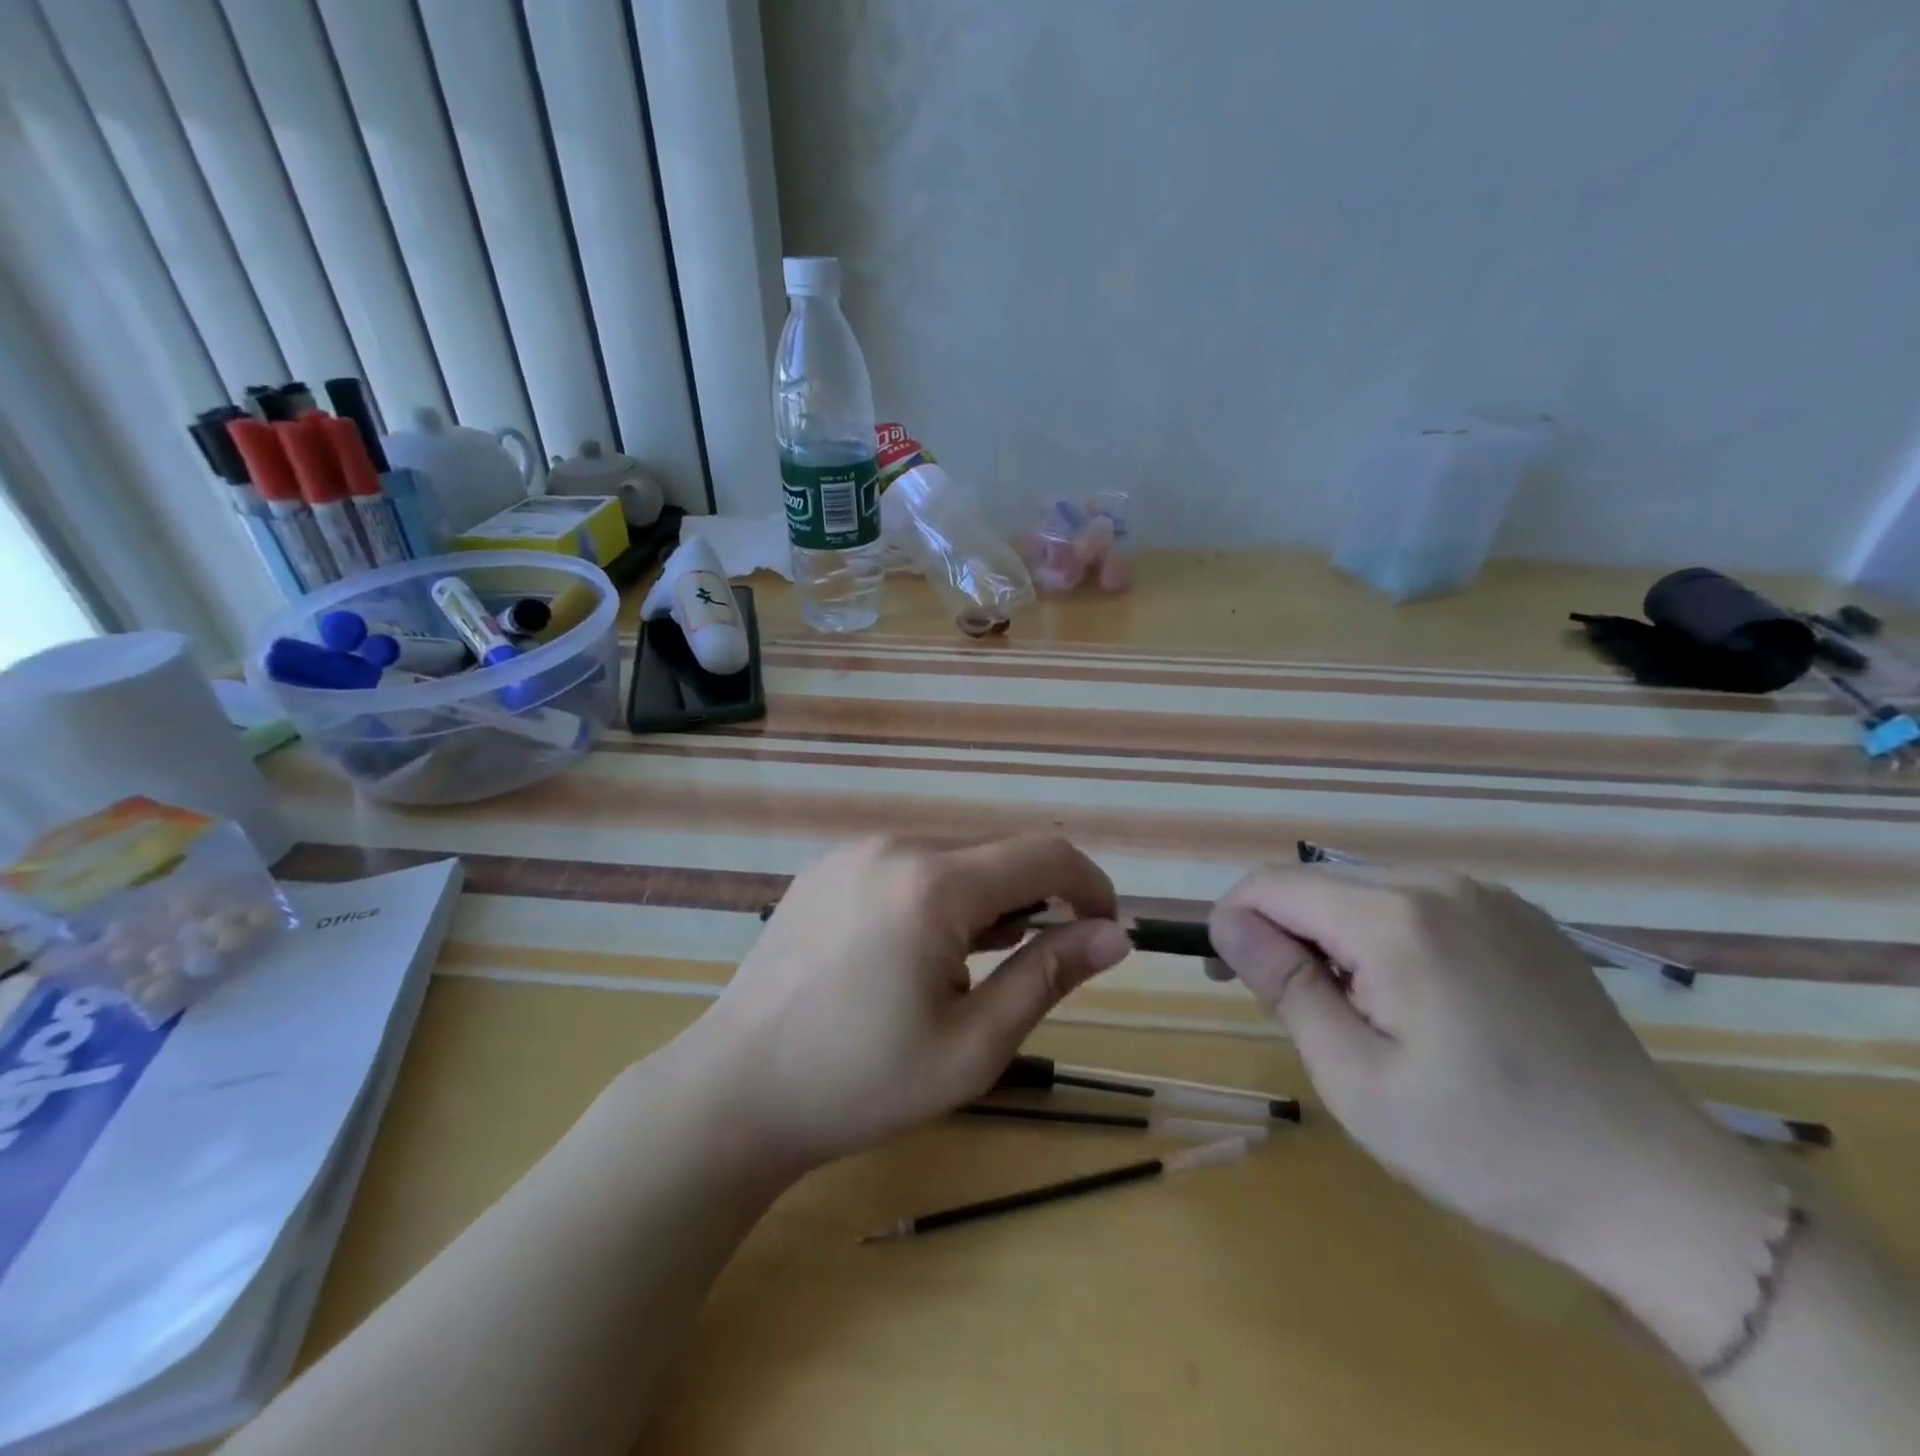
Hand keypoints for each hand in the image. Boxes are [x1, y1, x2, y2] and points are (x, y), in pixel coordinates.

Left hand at [681, 835, 1128, 1174]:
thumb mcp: (972, 1046)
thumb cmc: (861, 1082)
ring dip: (983, 899)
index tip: (1105, 932)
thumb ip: (1048, 977)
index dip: (1090, 886)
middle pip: (997, 852)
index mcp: (932, 884)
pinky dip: (936, 894)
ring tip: (964, 968)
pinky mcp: (827, 866)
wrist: (736, 1089)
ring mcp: (853, 851)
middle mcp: (893, 846)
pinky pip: (906, 863)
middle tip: (1028, 969)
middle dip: (1035, 899)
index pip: (1044, 854)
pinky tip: (913, 952)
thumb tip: (1115, 936)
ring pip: (952, 856)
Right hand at [1207, 863, 1782, 1364]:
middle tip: (1284, 1004)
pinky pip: (1417, 904)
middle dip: (1280, 930)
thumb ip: (1285, 985)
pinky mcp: (1519, 916)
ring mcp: (1487, 895)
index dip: (1232, 921)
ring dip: (1332, 935)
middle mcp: (1438, 882)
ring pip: (1363, 890)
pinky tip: (1415, 999)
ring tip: (1352, 1009)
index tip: (1226, 977)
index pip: (1271, 884)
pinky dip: (1385, 936)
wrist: (1658, 1192)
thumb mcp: (1356, 1079)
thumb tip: (1227, 922)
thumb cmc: (1486, 1146)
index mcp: (1395, 918)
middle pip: (1316, 882)